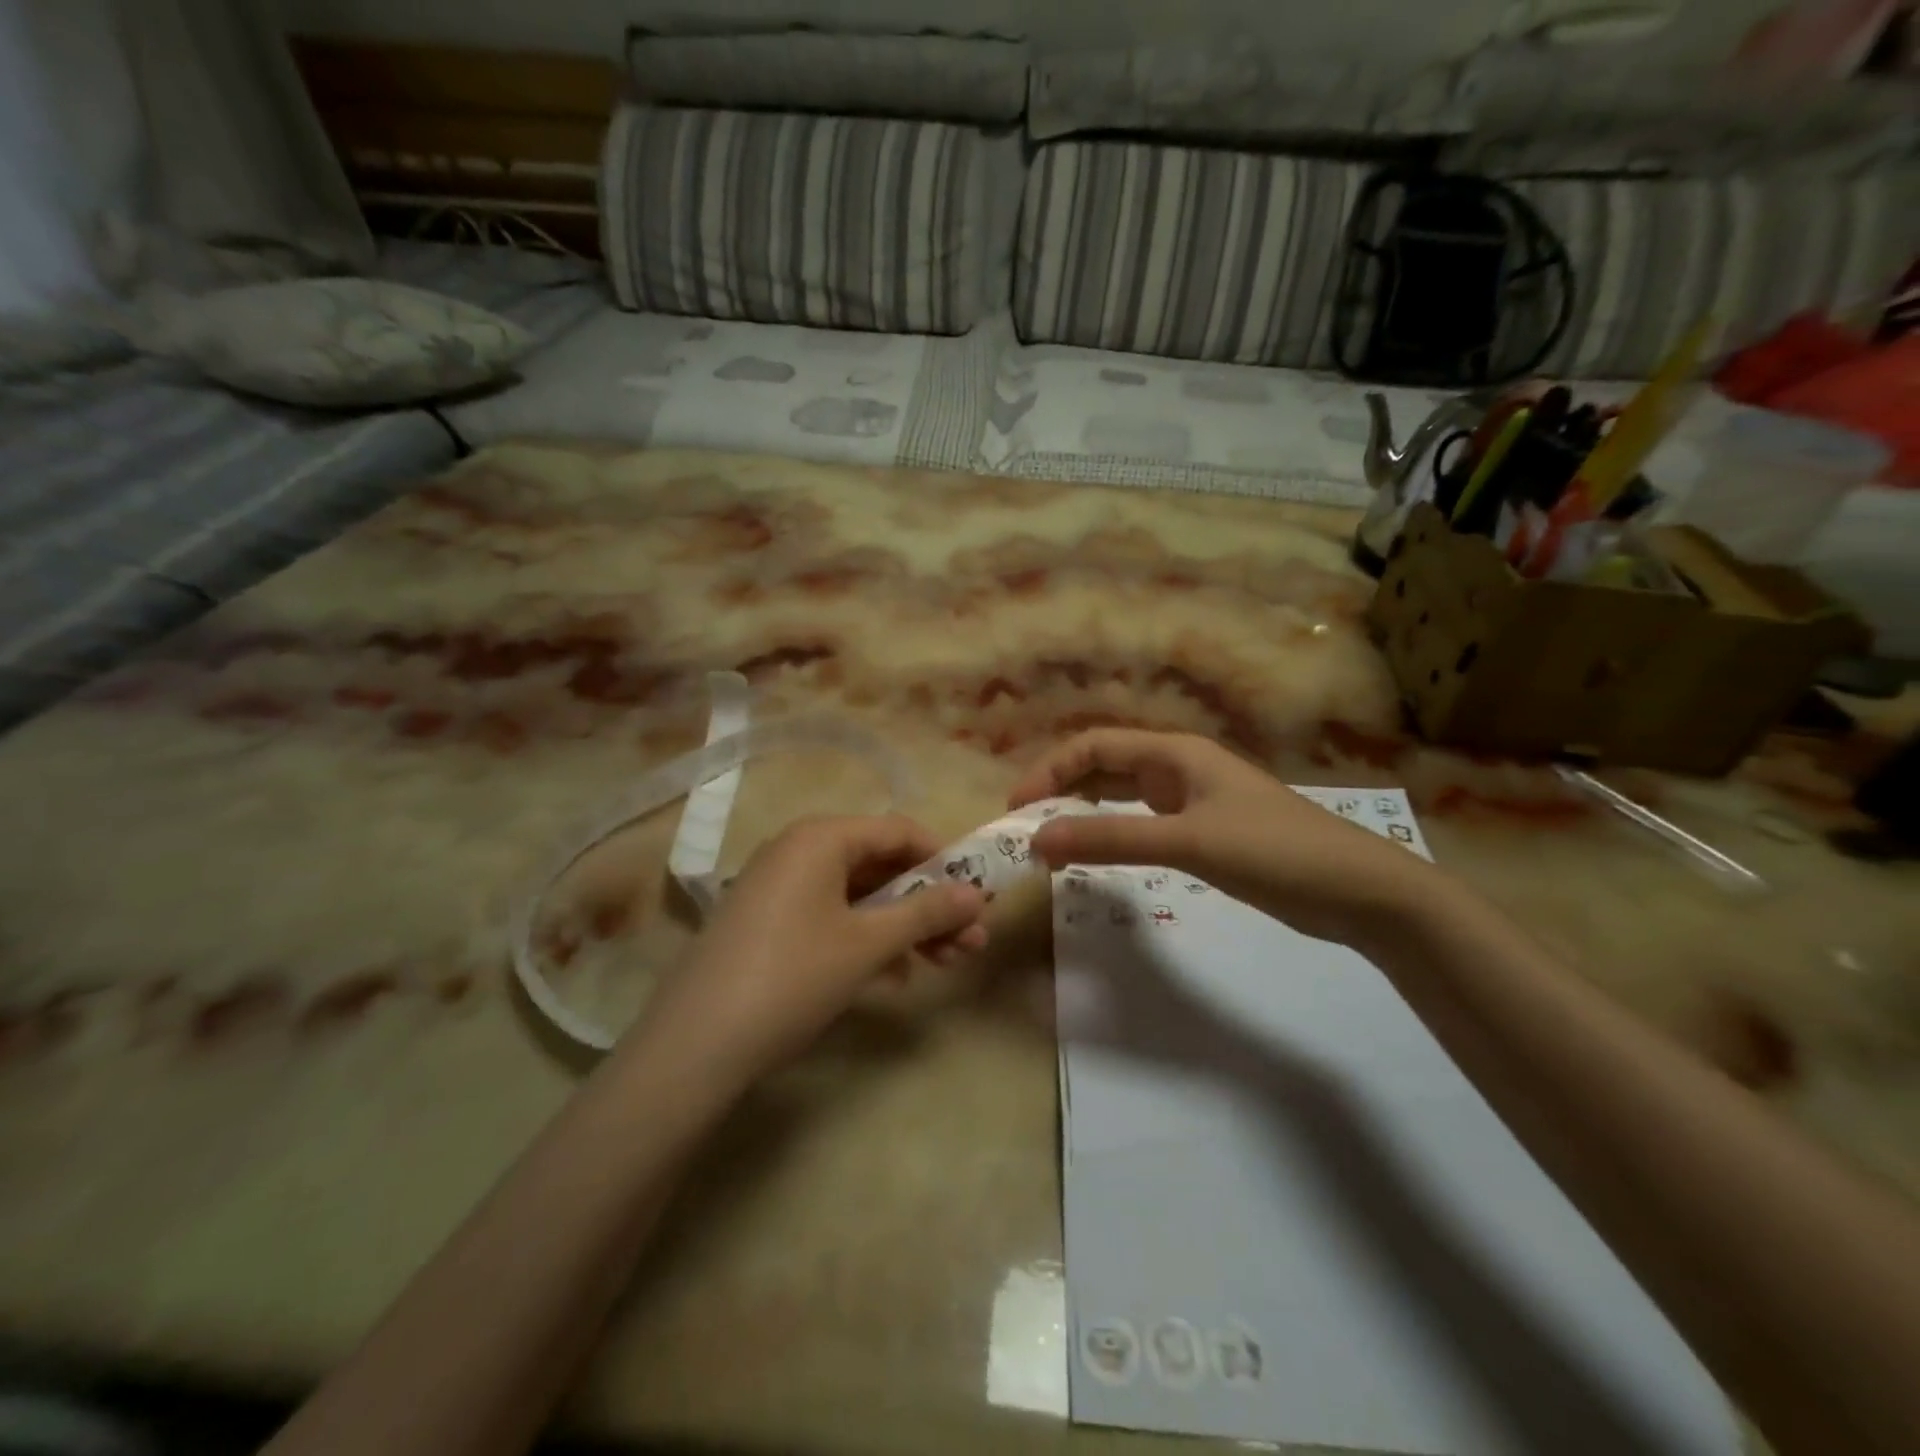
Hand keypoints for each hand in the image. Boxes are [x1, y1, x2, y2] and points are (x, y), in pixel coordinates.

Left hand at [629, 815, 987, 1090]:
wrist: (694, 1046)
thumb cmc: (792, 977)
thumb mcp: (867, 944)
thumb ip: (926, 913)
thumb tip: (977, 894)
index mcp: (821, 838)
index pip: (899, 831)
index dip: (945, 860)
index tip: (979, 895)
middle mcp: (798, 850)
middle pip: (881, 865)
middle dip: (930, 903)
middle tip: (972, 942)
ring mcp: (779, 888)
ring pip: (859, 896)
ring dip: (904, 926)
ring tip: (946, 964)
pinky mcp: (768, 923)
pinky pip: (831, 917)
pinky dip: (867, 940)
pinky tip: (895, 977)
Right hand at [1008, 729, 1436, 947]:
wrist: (1359, 891)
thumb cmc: (1273, 851)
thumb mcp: (1186, 842)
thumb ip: (1111, 839)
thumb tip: (1037, 840)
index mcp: (1176, 753)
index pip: (1095, 745)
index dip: (1051, 770)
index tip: (1017, 808)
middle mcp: (1180, 768)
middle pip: (1106, 766)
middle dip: (1062, 790)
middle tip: (1027, 828)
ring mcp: (1194, 801)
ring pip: (1123, 796)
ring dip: (1086, 812)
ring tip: (1052, 841)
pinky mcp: (1205, 833)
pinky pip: (1143, 824)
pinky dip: (1114, 834)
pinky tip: (1099, 854)